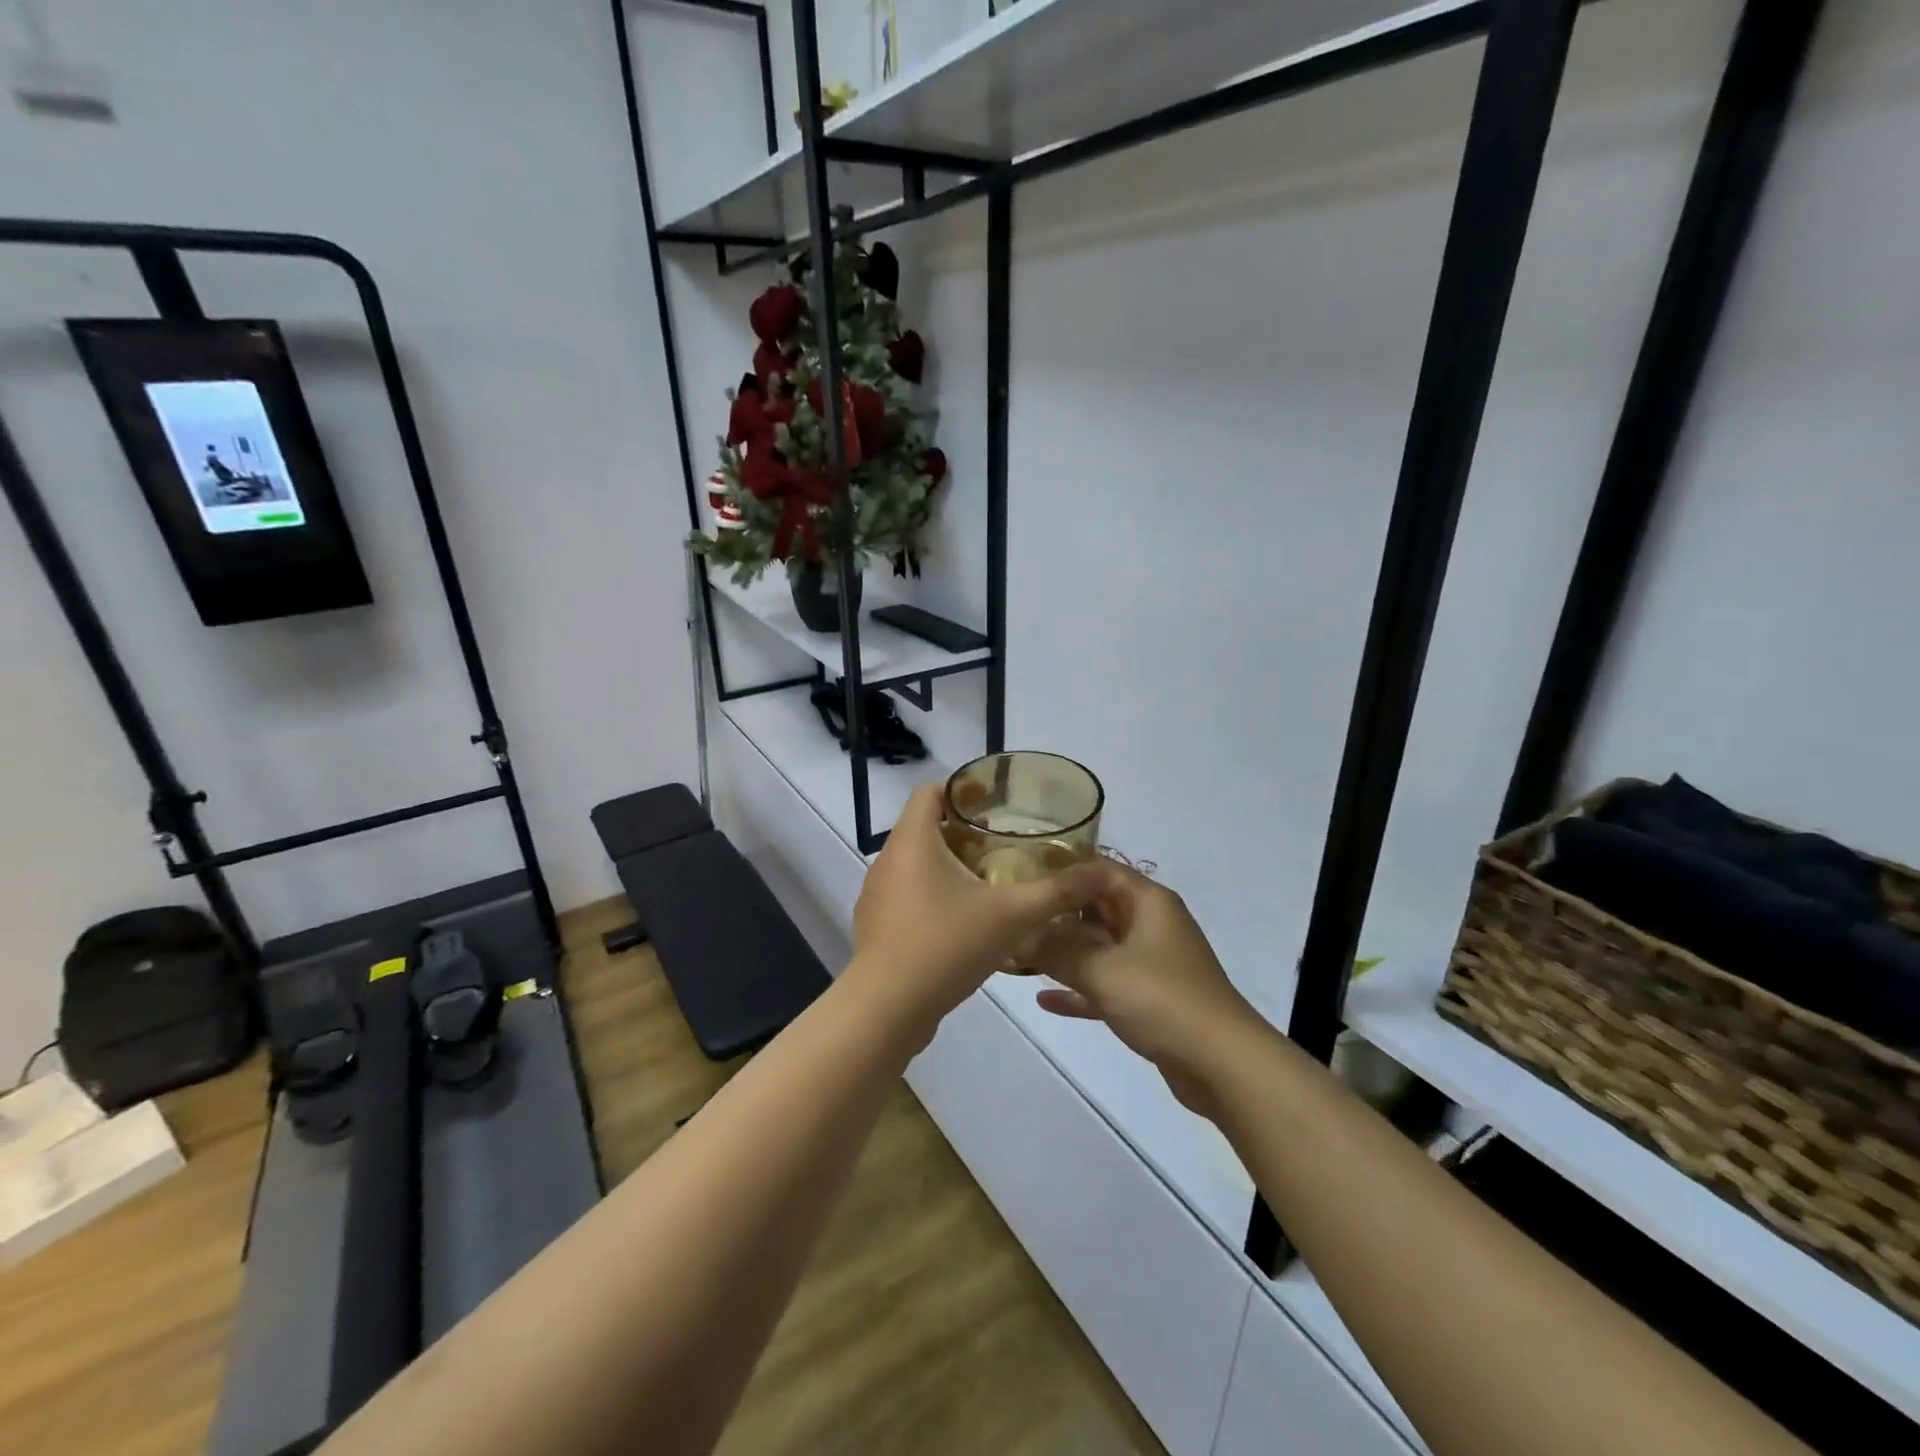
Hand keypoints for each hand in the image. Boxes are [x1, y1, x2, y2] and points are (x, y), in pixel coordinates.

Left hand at [848, 784, 1109, 1031]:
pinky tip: (963, 923)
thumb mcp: (1012, 916)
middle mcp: (888, 859)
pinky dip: (934, 895)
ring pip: (916, 864)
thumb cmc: (946, 945)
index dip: (962, 789)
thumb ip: (1057, 892)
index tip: (994, 803)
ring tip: (988, 883)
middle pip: (925, 827)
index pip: (930, 791)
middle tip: (1003, 846)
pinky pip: (907, 895)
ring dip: (949, 866)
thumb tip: (1099, 872)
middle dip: (964, 832)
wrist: (887, 1009)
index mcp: (913, 841)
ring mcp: (877, 894)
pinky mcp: (876, 925)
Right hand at [1028, 865, 1262, 1118]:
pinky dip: (1080, 989)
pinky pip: (1107, 983)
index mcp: (1147, 902)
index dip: (1062, 873)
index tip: (1023, 882)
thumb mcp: (1101, 969)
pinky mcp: (1150, 999)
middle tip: (1013, 923)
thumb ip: (1055, 949)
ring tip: (1018, 957)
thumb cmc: (1161, 999)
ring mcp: (1151, 963)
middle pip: (1096, 909)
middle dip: (1055, 917)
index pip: (1099, 870)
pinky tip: (1044, 999)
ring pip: (1099, 948)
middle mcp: (1150, 924)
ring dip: (1063, 954)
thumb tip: (1015, 934)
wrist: (1221, 1063)